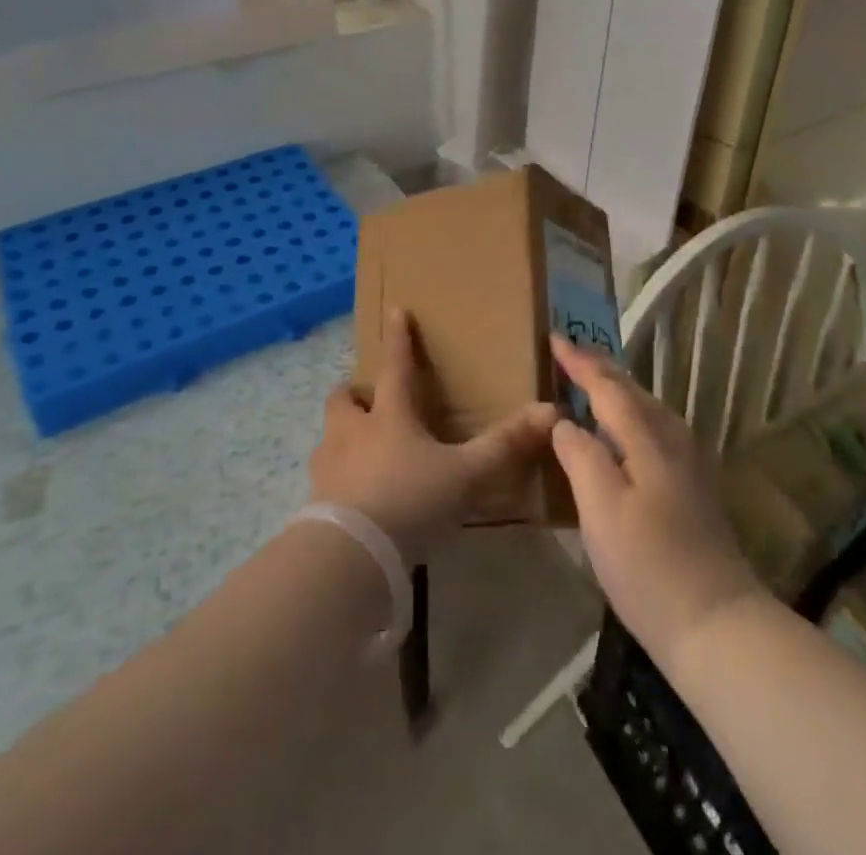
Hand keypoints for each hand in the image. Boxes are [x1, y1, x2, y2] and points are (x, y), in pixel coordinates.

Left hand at [310, 308, 558, 565]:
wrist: (350, 554)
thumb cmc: (410, 499)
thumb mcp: (465, 474)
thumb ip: (504, 445)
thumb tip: (550, 411)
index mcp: (389, 416)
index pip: (395, 367)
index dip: (398, 339)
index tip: (395, 311)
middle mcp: (352, 433)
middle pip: (343, 399)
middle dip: (354, 394)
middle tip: (369, 402)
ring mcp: (328, 467)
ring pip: (329, 437)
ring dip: (342, 437)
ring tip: (360, 453)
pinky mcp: (314, 502)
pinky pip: (324, 479)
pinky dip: (337, 480)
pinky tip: (353, 500)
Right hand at [549, 337, 765, 671]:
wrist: (717, 625)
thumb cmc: (649, 566)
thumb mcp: (601, 509)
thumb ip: (580, 456)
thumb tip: (565, 421)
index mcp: (648, 438)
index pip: (608, 387)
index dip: (580, 363)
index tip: (554, 339)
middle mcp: (674, 439)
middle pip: (632, 390)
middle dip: (600, 367)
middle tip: (570, 350)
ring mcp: (690, 463)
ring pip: (648, 407)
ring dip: (617, 388)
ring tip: (592, 379)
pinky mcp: (694, 486)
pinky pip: (656, 427)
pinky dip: (632, 413)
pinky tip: (624, 429)